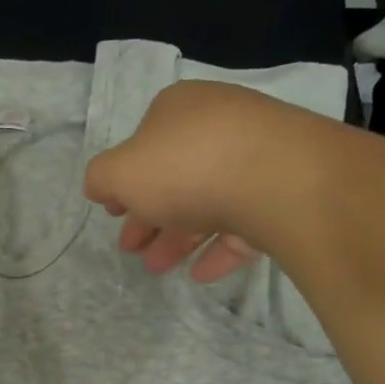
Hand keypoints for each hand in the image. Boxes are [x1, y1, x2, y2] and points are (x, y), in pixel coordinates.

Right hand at [83, 80, 300, 281]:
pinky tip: (201, 274)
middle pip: (175, 177)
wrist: (280, 179)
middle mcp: (219, 126)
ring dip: (177, 237)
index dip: (125, 180)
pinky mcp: (285, 192)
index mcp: (179, 109)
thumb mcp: (121, 172)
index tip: (113, 212)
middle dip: (148, 217)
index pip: (144, 144)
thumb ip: (101, 178)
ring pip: (208, 202)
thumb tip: (99, 186)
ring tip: (158, 268)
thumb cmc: (186, 167)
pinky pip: (244, 223)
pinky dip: (219, 247)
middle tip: (132, 250)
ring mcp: (257, 158)